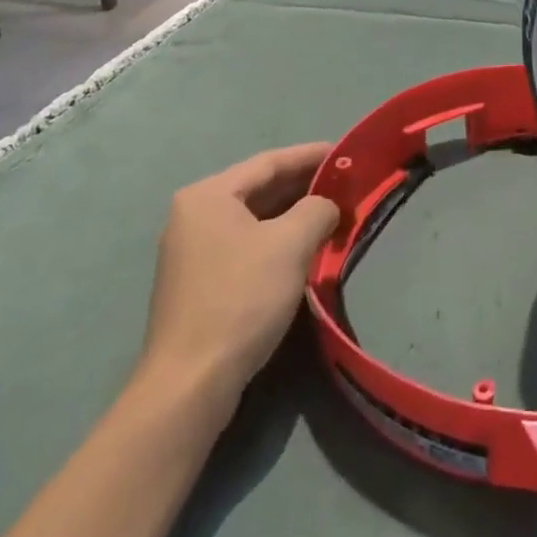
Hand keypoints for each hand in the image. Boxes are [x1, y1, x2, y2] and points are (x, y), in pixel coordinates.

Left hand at [137, 143, 340, 411]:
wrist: (190, 383)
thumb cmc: (241, 298)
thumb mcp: (291, 244)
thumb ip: (317, 209)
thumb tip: (326, 206)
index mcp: (208, 195)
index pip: (269, 162)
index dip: (311, 154)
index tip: (346, 154)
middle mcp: (194, 215)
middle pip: (259, 188)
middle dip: (304, 185)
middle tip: (345, 183)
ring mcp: (193, 250)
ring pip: (254, 218)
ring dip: (293, 214)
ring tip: (333, 212)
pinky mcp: (199, 282)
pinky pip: (246, 243)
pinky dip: (277, 238)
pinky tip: (304, 247)